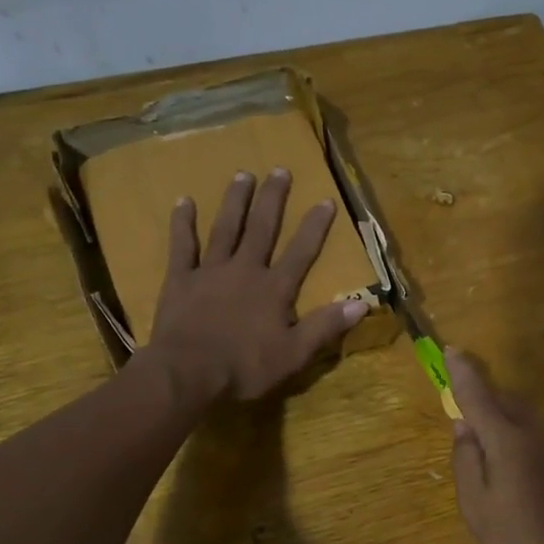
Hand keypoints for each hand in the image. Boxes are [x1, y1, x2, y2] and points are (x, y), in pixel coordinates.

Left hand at [148, 169, 368, 400]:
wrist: (188, 373)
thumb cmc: (245, 368)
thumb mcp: (294, 354)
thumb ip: (326, 326)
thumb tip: (363, 303)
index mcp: (274, 289)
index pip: (301, 252)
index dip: (315, 226)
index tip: (325, 200)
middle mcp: (245, 270)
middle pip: (262, 228)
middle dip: (273, 199)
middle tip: (279, 170)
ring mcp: (210, 271)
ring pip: (225, 228)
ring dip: (235, 201)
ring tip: (242, 175)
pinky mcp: (180, 280)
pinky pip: (182, 246)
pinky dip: (183, 224)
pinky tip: (184, 201)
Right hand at [447, 351, 543, 543]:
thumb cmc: (521, 539)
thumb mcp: (477, 507)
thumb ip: (466, 461)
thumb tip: (464, 426)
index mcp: (508, 441)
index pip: (480, 395)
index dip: (464, 372)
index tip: (452, 351)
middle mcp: (538, 432)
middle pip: (507, 402)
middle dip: (486, 402)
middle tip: (470, 427)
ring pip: (527, 420)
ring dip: (507, 425)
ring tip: (498, 463)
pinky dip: (527, 444)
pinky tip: (527, 480)